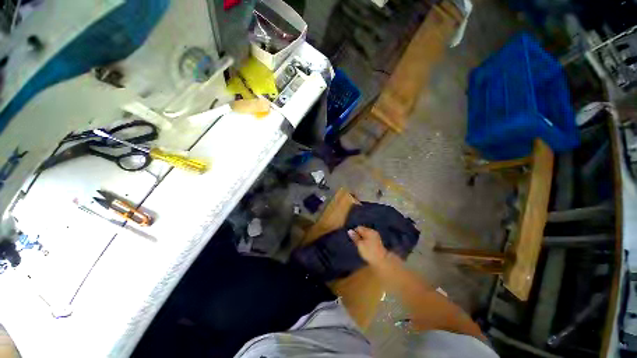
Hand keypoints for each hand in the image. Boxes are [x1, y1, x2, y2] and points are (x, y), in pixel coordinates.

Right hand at [348, 226, 388, 265]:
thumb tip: (349, 231)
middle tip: (356, 244)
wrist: (382, 261)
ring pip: (366, 235)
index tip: (352, 240)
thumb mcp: (360, 245)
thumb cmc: (369, 252)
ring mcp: (376, 236)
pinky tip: (365, 247)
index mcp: (368, 231)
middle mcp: (373, 232)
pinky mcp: (378, 242)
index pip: (358, 228)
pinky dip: (366, 241)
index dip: (354, 233)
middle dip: (358, 236)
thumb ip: (355, 237)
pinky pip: (369, 238)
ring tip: (360, 246)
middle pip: (362, 231)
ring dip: (362, 239)